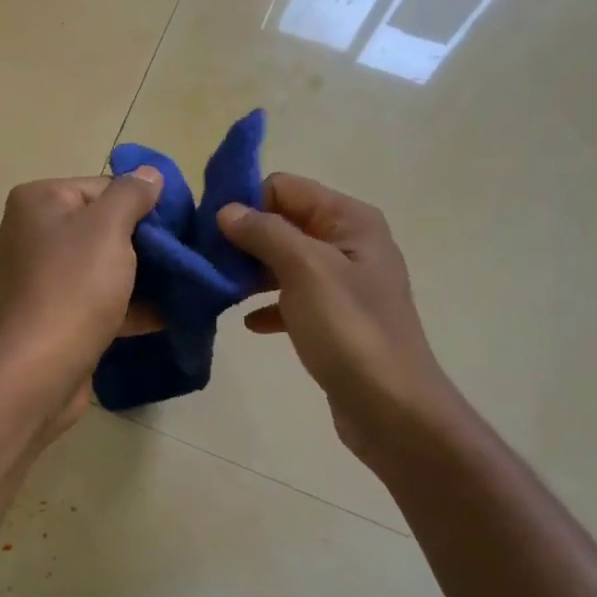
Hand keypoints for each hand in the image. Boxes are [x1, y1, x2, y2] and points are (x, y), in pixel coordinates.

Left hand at [0, 170, 164, 429]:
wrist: (40, 369)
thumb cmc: (74, 286)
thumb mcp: (110, 228)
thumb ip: (132, 194)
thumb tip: (148, 173)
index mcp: (35, 203)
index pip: (99, 187)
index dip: (140, 204)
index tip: (175, 226)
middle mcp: (27, 234)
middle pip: (98, 227)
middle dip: (141, 242)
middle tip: (181, 255)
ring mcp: (34, 279)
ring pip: (97, 266)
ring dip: (137, 276)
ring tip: (180, 284)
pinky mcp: (46, 316)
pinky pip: (91, 300)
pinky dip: (123, 306)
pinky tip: (164, 315)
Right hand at [217, 173, 455, 456]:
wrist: (391, 408)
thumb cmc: (349, 330)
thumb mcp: (305, 270)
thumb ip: (264, 233)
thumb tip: (226, 210)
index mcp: (349, 220)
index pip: (284, 187)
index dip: (245, 202)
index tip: (207, 229)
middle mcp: (348, 243)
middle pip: (283, 223)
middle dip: (243, 238)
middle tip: (205, 261)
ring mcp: (343, 283)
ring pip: (284, 262)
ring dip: (251, 272)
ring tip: (217, 289)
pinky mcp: (334, 318)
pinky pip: (292, 298)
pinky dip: (269, 305)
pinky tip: (249, 323)